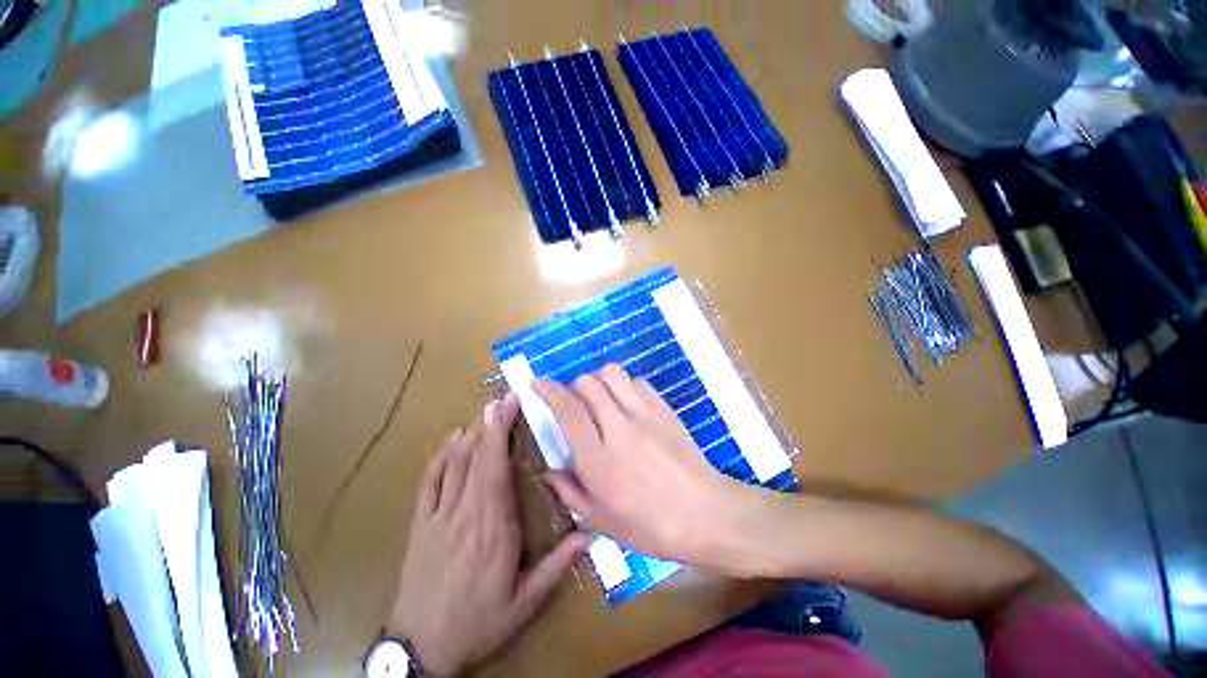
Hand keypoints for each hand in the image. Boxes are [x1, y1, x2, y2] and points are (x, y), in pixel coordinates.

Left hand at [388, 394, 588, 675]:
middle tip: (505, 397)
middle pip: (478, 457)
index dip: (502, 433)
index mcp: (494, 527)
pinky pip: (429, 481)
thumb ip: (557, 565)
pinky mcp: (420, 524)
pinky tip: (452, 438)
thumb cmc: (479, 622)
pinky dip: (440, 455)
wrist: (421, 650)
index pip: (497, 469)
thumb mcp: (525, 603)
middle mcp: (466, 513)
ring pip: (455, 463)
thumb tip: (591, 533)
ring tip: (487, 410)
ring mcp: (438, 516)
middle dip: (492, 423)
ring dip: (472, 433)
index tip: (511, 406)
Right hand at [533, 364, 760, 571]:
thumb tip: (548, 473)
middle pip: (587, 383)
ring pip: (611, 373)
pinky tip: (628, 404)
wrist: (706, 514)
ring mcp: (644, 413)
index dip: (548, 390)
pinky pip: (637, 381)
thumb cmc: (650, 526)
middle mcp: (618, 427)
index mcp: (597, 458)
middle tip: (575, 403)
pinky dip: (625, 386)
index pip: (567, 409)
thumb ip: (569, 493)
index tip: (537, 383)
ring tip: (601, 399)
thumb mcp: (601, 521)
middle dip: (573, 387)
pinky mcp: (664, 407)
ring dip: (599, 380)